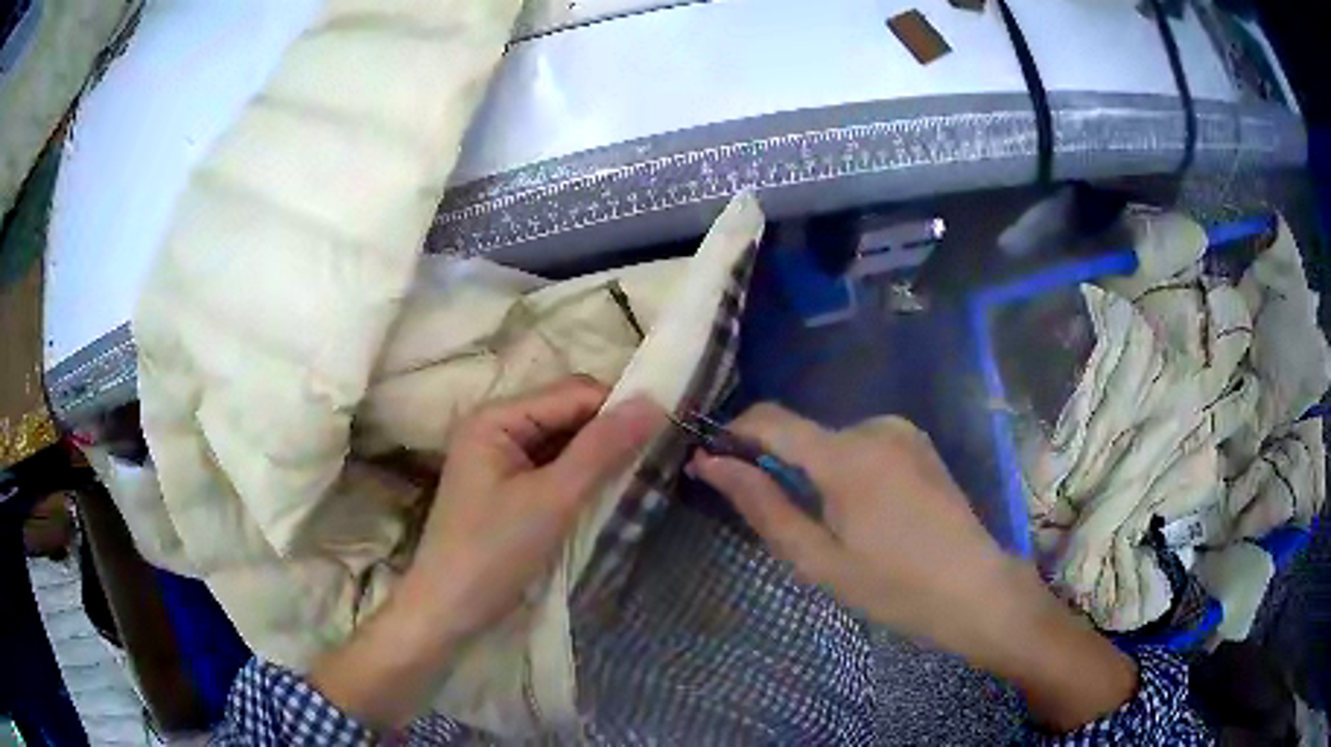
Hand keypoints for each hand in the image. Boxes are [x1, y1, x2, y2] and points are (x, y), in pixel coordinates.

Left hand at [313, 376, 664, 727]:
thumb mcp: (552, 500)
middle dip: (609, 433)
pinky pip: (554, 469)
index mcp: (496, 418)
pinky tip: (608, 493)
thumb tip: (654, 402)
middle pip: (567, 415)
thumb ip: (602, 449)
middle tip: (658, 455)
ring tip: (641, 474)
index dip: (618, 406)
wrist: (448, 613)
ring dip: (599, 457)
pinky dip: (582, 478)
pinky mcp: (508, 490)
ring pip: (564, 444)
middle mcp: (496, 428)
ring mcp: (500, 461)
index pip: (572, 393)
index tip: (669, 426)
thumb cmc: (493, 553)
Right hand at [692, 404, 1137, 732]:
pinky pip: (863, 446)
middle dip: (780, 467)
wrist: (976, 590)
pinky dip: (847, 471)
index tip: (714, 465)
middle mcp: (874, 427)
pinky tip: (867, 515)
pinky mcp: (919, 444)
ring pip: (833, 442)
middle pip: (803, 434)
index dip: (735, 435)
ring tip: (834, 528)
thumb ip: (763, 506)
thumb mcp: (819, 560)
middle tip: (786, 525)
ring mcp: (903, 432)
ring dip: (816, 473)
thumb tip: (712, 464)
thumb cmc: (894, 587)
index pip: (770, 420)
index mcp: (846, 455)